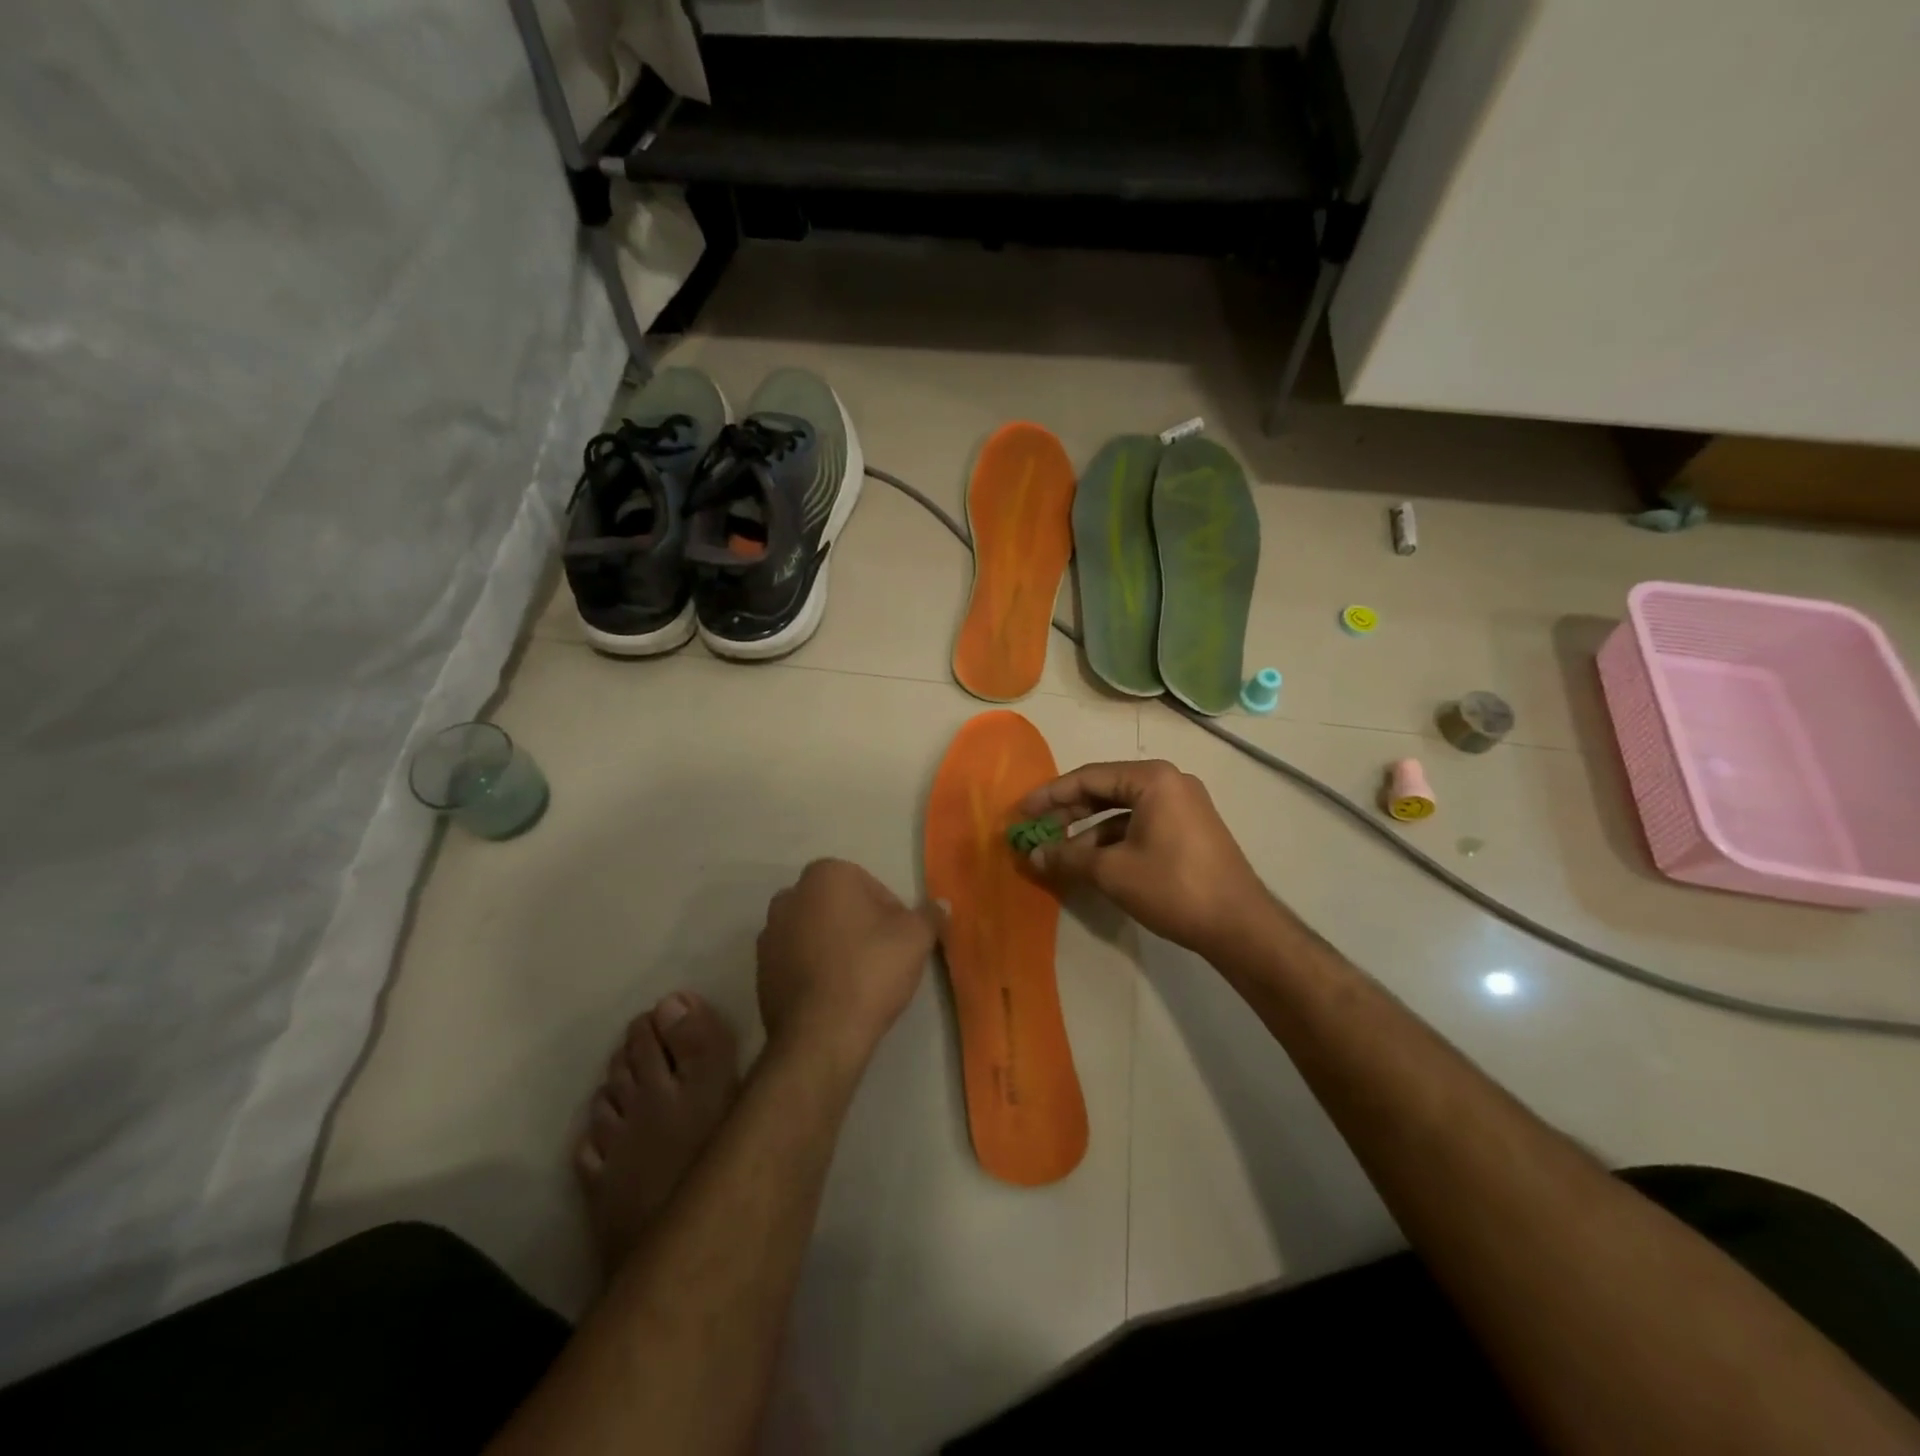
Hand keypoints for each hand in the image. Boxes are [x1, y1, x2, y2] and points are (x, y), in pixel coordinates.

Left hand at [756, 859, 945, 1068]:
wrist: (820, 1034)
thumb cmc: (871, 970)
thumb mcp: (916, 937)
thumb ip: (930, 915)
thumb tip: (941, 904)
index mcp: (825, 875)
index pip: (870, 886)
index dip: (891, 913)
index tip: (901, 941)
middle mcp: (790, 895)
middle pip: (839, 906)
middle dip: (859, 925)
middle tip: (883, 958)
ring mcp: (769, 933)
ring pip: (816, 932)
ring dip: (835, 946)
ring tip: (858, 980)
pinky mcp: (760, 970)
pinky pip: (797, 960)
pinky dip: (815, 969)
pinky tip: (834, 995)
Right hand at [1020, 760, 1271, 961]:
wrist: (1239, 925)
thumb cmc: (1173, 886)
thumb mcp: (1112, 871)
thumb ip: (1068, 857)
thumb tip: (1033, 855)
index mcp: (1152, 779)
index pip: (1088, 777)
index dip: (1050, 795)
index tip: (1022, 812)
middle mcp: (1169, 782)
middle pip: (1106, 790)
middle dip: (1068, 812)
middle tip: (1037, 830)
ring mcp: (1182, 805)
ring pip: (1122, 810)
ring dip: (1089, 830)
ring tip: (1059, 853)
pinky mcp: (1188, 828)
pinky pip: (1140, 823)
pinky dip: (1113, 839)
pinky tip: (1092, 862)